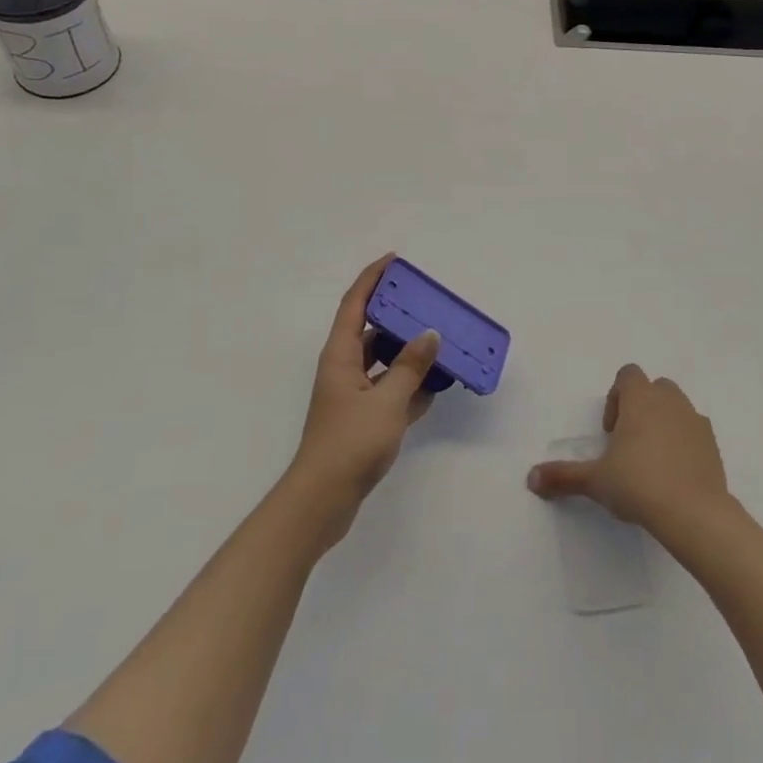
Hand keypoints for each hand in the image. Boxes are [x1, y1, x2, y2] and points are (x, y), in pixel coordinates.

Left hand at [286, 255, 441, 540]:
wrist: (322, 501)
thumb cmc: (350, 442)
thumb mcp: (387, 401)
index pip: (355, 304)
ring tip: (440, 343)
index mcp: (340, 356)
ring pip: (384, 362)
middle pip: (371, 331)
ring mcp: (352, 396)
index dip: (372, 278)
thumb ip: (410, 366)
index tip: (394, 261)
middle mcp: (344, 369)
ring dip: (408, 354)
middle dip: (398, 316)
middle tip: (428, 305)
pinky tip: (436, 386)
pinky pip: (390, 391)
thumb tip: (429, 335)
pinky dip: (410, 386)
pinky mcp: (363, 420)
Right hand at [526, 363, 730, 536]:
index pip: (628, 374)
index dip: (615, 397)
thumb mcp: (595, 481)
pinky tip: (674, 474)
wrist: (694, 513)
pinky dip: (683, 442)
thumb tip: (531, 478)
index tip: (610, 432)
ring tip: (651, 460)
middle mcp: (670, 401)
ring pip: (676, 407)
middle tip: (628, 444)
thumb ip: (563, 476)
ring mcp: (695, 420)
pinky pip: (694, 431)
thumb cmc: (639, 484)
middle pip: (654, 387)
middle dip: (640, 407)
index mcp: (641, 399)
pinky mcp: (712, 444)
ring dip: (663, 423)